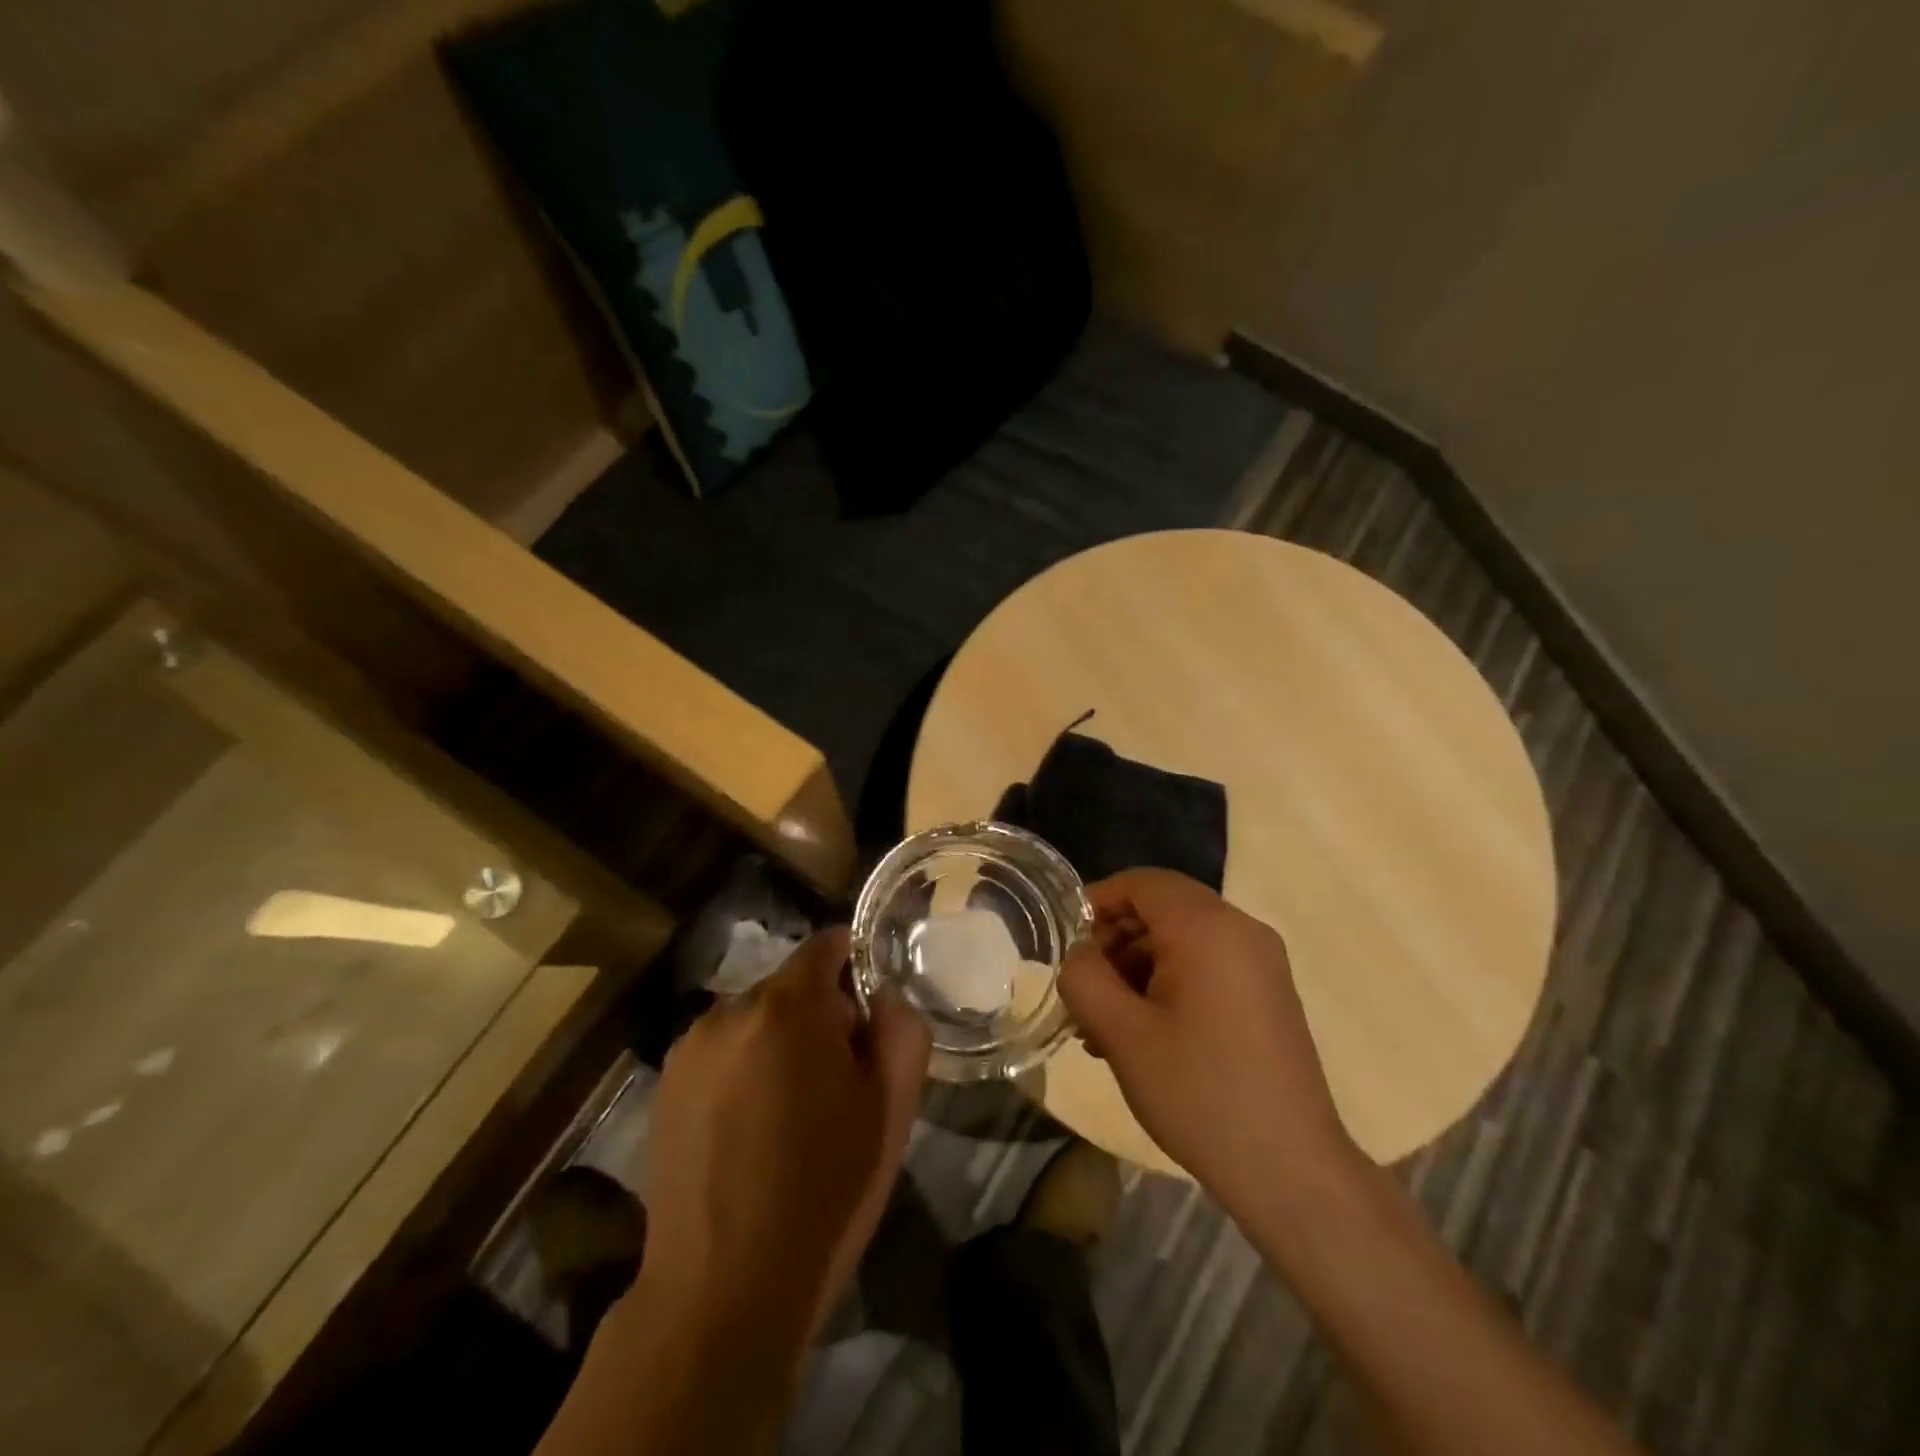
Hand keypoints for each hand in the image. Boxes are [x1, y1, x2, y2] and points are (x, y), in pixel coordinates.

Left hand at [639, 928, 929, 1342]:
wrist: (722, 1290)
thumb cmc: (823, 1193)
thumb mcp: (890, 1111)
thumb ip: (901, 1031)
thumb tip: (883, 996)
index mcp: (787, 1009)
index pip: (825, 946)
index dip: (853, 965)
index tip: (869, 1010)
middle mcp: (729, 1012)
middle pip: (789, 986)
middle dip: (819, 1014)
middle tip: (838, 1079)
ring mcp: (689, 1049)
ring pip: (753, 1019)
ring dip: (778, 1042)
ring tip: (790, 1112)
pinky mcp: (664, 1085)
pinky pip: (721, 1051)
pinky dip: (743, 1068)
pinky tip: (749, 1130)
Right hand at [1058, 868, 1355, 1219]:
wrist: (1291, 1170)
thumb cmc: (1199, 1092)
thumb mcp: (1122, 1033)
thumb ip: (1083, 978)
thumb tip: (1078, 955)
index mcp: (1208, 927)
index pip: (1141, 882)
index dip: (1097, 902)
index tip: (1067, 942)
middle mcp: (1241, 930)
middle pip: (1162, 908)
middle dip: (1115, 941)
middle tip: (1085, 990)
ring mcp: (1262, 963)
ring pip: (1183, 939)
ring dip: (1138, 968)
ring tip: (1106, 1024)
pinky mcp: (1269, 994)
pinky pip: (1208, 965)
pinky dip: (1170, 983)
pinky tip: (1145, 1033)